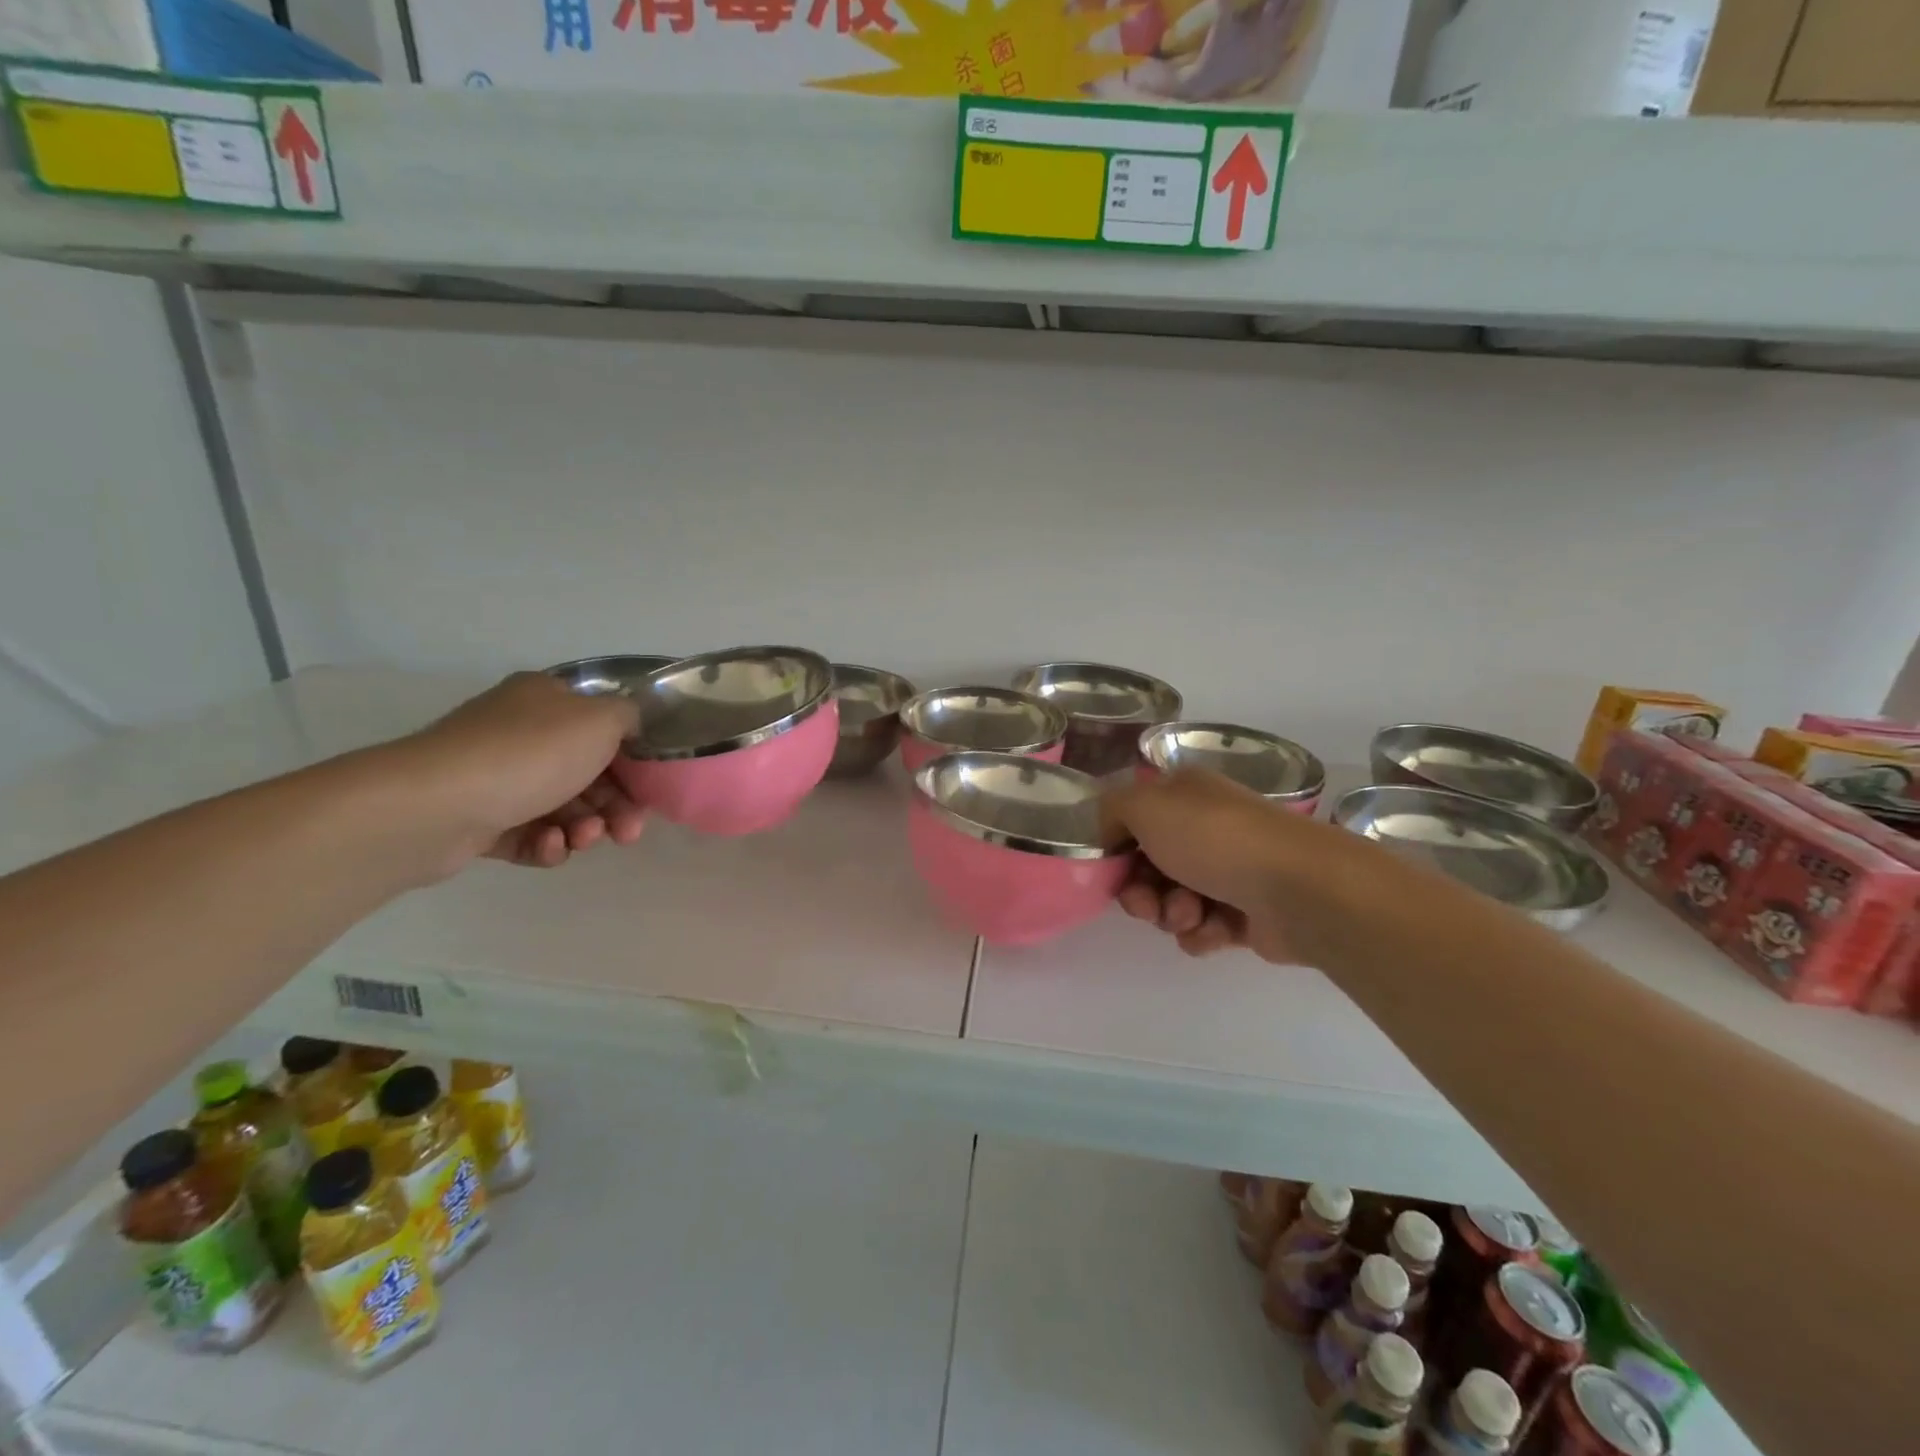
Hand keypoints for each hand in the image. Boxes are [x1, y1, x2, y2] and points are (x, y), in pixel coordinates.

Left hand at [396, 673, 645, 872]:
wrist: (436, 805)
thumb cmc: (530, 753)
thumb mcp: (600, 720)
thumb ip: (629, 717)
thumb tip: (629, 725)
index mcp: (546, 700)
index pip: (601, 725)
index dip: (631, 757)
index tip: (648, 787)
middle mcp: (519, 732)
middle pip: (587, 772)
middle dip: (615, 805)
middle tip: (628, 831)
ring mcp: (495, 777)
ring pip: (561, 807)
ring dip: (585, 827)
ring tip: (584, 839)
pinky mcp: (478, 821)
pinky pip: (528, 834)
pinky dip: (546, 843)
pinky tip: (548, 846)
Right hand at [1103, 770, 1312, 961]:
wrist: (1298, 889)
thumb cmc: (1215, 839)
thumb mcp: (1145, 806)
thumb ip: (1110, 811)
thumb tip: (1108, 831)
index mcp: (1185, 796)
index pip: (1134, 821)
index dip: (1116, 849)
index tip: (1110, 870)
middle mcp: (1207, 828)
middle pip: (1148, 866)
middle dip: (1140, 891)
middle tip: (1146, 904)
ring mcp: (1229, 871)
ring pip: (1173, 900)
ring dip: (1171, 913)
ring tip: (1191, 915)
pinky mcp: (1247, 914)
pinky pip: (1203, 928)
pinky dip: (1201, 933)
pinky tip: (1215, 931)